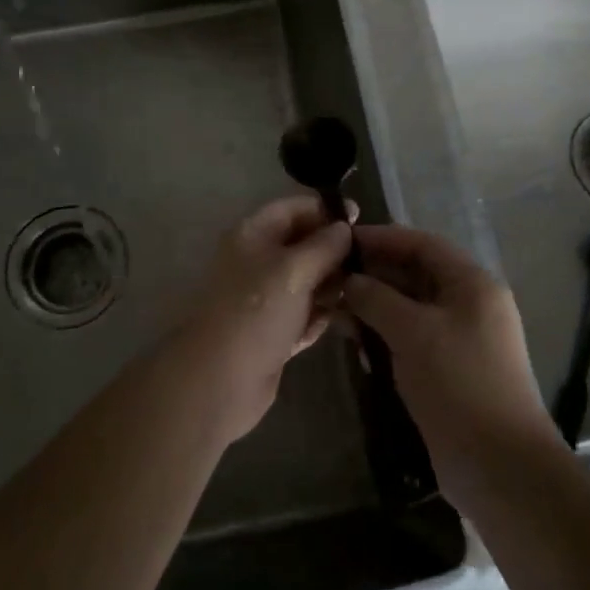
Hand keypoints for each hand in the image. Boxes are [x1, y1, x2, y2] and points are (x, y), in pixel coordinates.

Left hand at [177, 196, 353, 441]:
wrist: (220, 380)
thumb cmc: (256, 312)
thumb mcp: (294, 270)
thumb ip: (324, 245)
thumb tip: (344, 228)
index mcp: (253, 235)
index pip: (293, 209)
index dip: (325, 210)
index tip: (360, 218)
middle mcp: (257, 261)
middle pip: (302, 245)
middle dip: (333, 251)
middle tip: (369, 261)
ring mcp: (264, 299)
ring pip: (307, 281)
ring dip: (331, 286)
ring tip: (362, 292)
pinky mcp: (273, 332)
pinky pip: (304, 314)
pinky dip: (320, 316)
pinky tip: (343, 321)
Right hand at [341, 224, 558, 504]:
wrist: (500, 467)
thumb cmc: (459, 383)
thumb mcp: (413, 332)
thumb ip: (376, 298)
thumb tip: (348, 280)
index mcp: (472, 284)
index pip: (422, 244)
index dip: (382, 238)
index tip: (342, 240)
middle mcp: (469, 304)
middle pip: (415, 274)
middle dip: (374, 275)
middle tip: (331, 278)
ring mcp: (461, 339)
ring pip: (410, 308)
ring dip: (375, 307)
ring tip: (335, 310)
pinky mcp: (449, 370)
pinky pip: (412, 338)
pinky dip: (385, 335)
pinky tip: (356, 343)